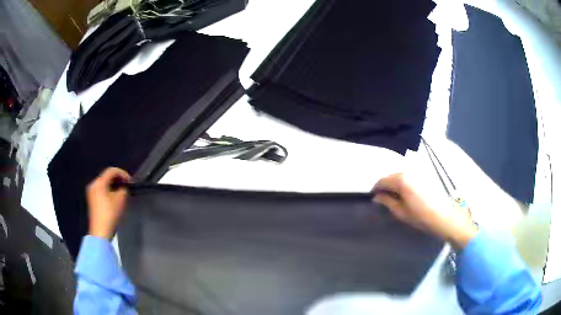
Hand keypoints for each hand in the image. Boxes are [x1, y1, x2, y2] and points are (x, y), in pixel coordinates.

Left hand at [86, 167, 131, 239]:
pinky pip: (101, 190)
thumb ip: (123, 190)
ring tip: (122, 192)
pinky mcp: (92, 200)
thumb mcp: (120, 200)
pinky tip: (114, 197)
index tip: (131, 181)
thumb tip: (123, 188)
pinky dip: (108, 191)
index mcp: (99, 182)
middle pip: (106, 176)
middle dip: (118, 179)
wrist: (100, 231)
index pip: (111, 171)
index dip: (122, 173)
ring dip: (113, 185)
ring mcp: (91, 192)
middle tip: (127, 186)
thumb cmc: (110, 214)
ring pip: (104, 184)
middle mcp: (93, 184)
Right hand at [373, 173, 476, 248]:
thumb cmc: (421, 216)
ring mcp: (418, 173)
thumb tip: (377, 197)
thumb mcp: (401, 211)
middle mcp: (409, 172)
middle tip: (382, 198)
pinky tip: (404, 194)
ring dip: (394, 184)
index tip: (372, 197)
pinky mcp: (424, 176)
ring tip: (393, 197)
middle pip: (391, 176)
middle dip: (385, 185)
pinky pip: (408, 177)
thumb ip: (387, 202)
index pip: (382, 181)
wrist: (444, 216)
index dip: (375, 189)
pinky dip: (403, 183)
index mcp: (401, 180)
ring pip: (400, 176)